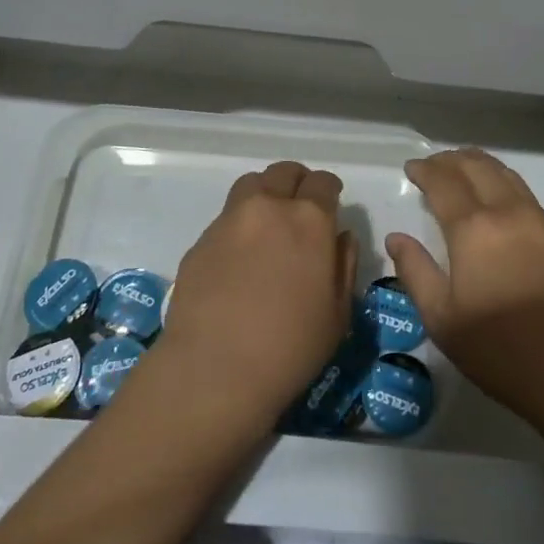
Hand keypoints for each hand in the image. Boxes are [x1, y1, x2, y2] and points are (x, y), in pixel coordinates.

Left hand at [158, 161, 356, 429]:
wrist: (214, 371)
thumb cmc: (290, 348)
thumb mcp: (338, 314)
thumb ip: (343, 265)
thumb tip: (339, 237)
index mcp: (309, 220)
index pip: (323, 182)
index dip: (330, 190)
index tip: (331, 204)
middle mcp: (268, 208)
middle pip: (284, 172)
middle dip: (298, 182)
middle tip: (301, 206)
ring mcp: (229, 220)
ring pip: (251, 185)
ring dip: (266, 193)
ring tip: (268, 222)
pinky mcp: (200, 241)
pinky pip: (226, 218)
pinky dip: (239, 224)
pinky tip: (240, 257)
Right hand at [386, 148, 543, 434]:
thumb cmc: (502, 351)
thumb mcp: (443, 320)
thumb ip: (415, 272)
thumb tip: (396, 238)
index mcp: (474, 229)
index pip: (444, 182)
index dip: (425, 170)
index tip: (411, 167)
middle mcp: (509, 213)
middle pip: (478, 167)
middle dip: (451, 160)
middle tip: (434, 165)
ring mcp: (543, 223)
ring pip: (507, 176)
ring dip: (481, 165)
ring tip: (464, 170)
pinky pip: (528, 198)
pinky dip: (505, 186)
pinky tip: (501, 205)